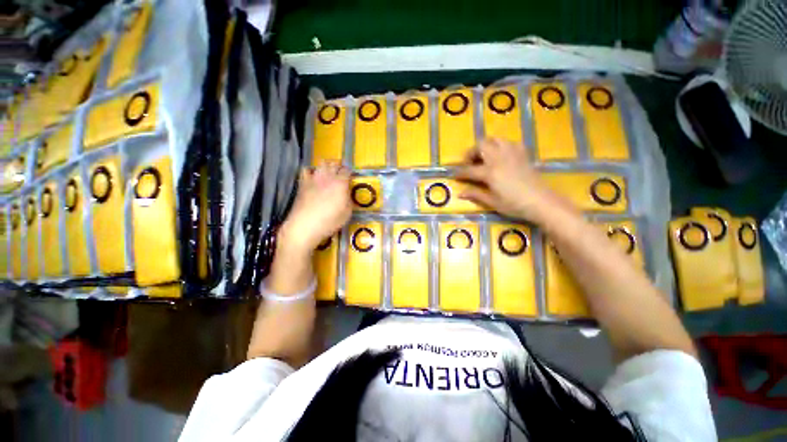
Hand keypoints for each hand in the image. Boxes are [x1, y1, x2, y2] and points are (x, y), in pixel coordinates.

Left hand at [278, 161, 351, 255]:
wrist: (305, 226)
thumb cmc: (329, 222)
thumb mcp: (347, 213)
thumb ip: (348, 200)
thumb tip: (347, 193)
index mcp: (340, 184)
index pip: (347, 171)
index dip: (350, 173)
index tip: (351, 177)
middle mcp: (328, 177)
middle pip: (334, 164)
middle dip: (339, 166)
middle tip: (341, 174)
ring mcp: (314, 178)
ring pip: (321, 164)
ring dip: (327, 166)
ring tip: (329, 173)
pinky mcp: (303, 183)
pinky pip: (306, 170)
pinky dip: (311, 171)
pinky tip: (313, 177)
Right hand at [456, 138, 574, 223]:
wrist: (542, 202)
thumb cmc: (515, 205)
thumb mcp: (493, 202)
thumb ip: (475, 194)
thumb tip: (460, 193)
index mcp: (490, 172)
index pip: (469, 170)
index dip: (460, 172)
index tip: (454, 174)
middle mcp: (499, 158)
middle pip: (481, 145)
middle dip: (471, 152)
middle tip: (468, 163)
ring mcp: (512, 154)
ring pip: (495, 140)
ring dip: (485, 146)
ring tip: (483, 157)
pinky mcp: (522, 154)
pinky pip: (509, 142)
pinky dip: (500, 146)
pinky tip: (500, 156)